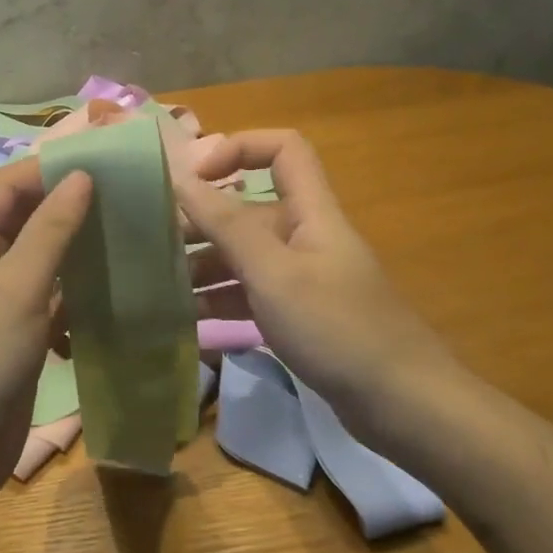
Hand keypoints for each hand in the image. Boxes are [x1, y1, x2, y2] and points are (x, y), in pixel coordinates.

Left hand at [0, 159, 91, 520]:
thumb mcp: (15, 288)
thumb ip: (51, 230)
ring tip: (129, 231)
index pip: (7, 186)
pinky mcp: (13, 334)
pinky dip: (76, 290)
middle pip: (24, 219)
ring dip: (77, 248)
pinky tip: (114, 284)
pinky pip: (48, 297)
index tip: (106, 161)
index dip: (52, 169)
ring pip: (40, 259)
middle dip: (69, 206)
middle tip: (127, 195)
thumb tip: (81, 175)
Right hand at [180, 131, 464, 435]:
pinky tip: (186, 323)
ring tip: (159, 287)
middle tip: (151, 245)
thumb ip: (226, 224)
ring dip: (203, 266)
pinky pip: (250, 295)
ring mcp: (301, 279)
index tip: (192, 178)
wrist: (401, 405)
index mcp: (309, 212)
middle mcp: (304, 236)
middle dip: (201, 221)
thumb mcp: (274, 272)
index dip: (238, 148)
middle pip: (248, 209)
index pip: (282, 149)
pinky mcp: (298, 316)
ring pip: (243, 257)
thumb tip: (180, 176)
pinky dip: (220, 302)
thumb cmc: (336, 327)